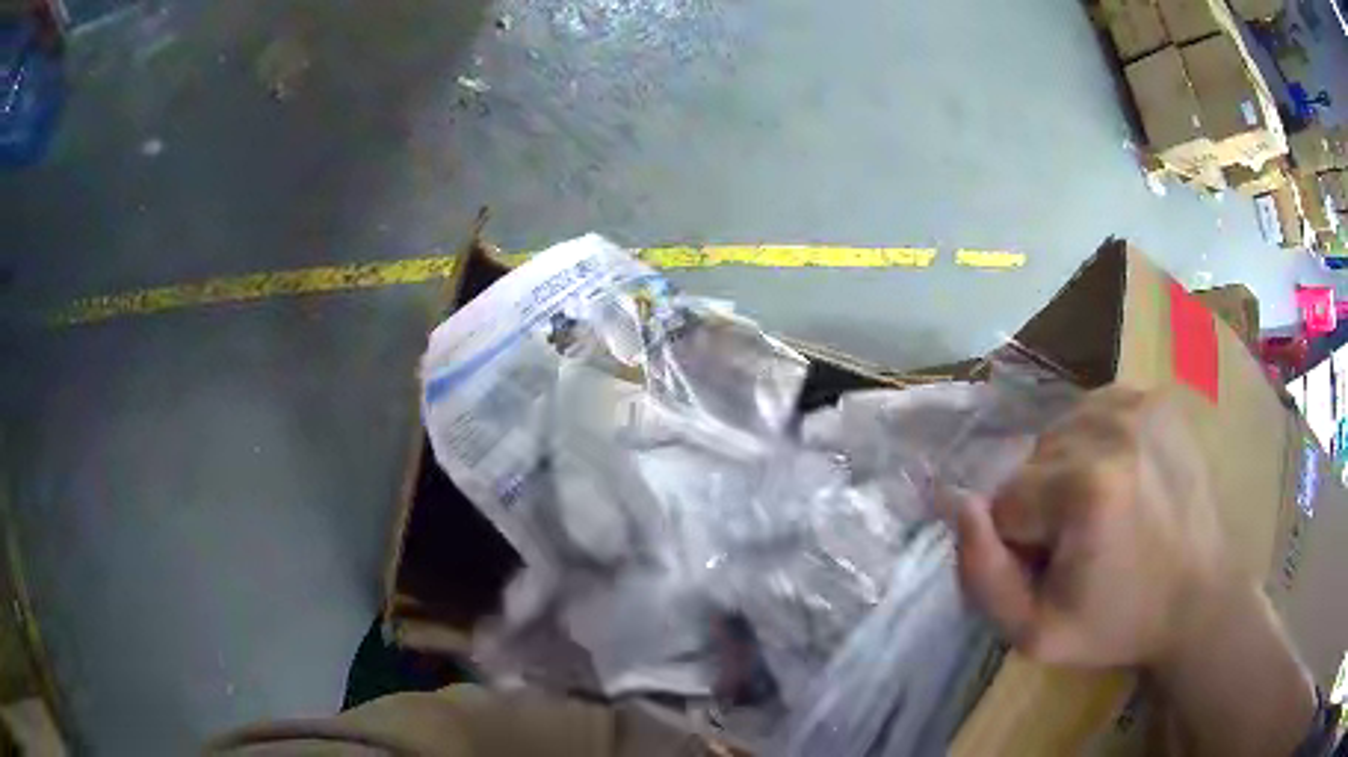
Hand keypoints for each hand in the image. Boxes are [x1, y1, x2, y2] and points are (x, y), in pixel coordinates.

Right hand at [953, 386, 1228, 668]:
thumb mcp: (1036, 632)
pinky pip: (1095, 410)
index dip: (1021, 544)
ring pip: (1060, 433)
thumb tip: (959, 503)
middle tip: (1083, 545)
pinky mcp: (1158, 397)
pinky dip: (1094, 442)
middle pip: (1033, 461)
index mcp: (1084, 489)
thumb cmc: (1119, 623)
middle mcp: (1111, 428)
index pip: (1005, 502)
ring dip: (1066, 471)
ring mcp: (1139, 404)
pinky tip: (1119, 476)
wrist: (1200, 597)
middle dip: (1043, 504)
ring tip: (1103, 511)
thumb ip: (982, 574)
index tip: (1057, 570)